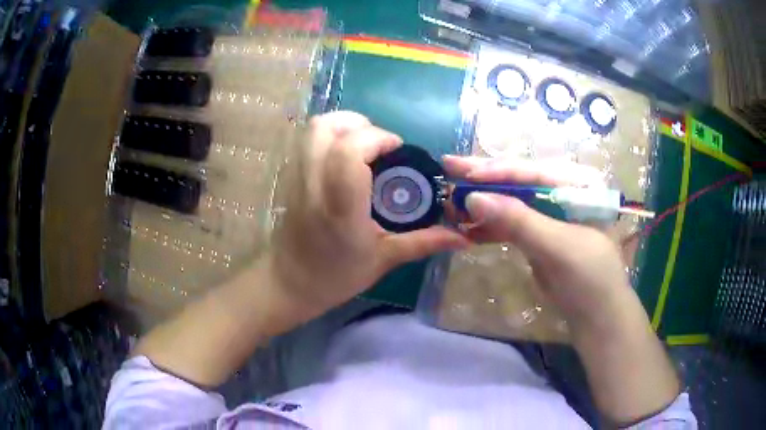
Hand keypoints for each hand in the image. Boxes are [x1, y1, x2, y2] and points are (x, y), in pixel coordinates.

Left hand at [269, 112, 468, 315]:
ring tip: (365, 146)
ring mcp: (297, 178)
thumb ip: (424, 242)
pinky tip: (346, 157)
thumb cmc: (336, 277)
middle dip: (359, 123)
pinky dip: (330, 136)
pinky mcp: (290, 176)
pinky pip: (308, 140)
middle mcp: (314, 185)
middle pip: (326, 127)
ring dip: (343, 126)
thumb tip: (463, 237)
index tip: (397, 149)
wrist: (289, 284)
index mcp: (341, 208)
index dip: (377, 138)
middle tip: (380, 144)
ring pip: (314, 129)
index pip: (350, 152)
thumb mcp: (384, 260)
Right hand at [443, 156, 630, 327]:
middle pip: (519, 181)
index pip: (534, 171)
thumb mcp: (558, 247)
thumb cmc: (590, 278)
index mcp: (579, 183)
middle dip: (485, 178)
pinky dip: (488, 225)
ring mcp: (550, 213)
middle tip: (449, 165)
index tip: (464, 171)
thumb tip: (473, 198)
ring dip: (482, 202)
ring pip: (511, 201)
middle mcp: (564, 191)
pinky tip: (465, 224)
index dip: (498, 171)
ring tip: (451, 197)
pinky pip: (510, 223)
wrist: (596, 317)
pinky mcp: (539, 234)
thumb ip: (519, 221)